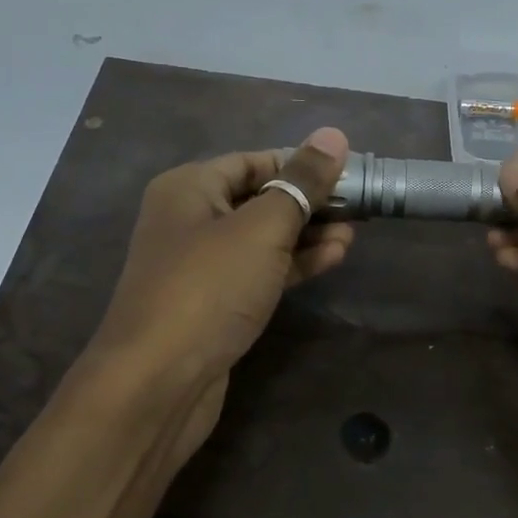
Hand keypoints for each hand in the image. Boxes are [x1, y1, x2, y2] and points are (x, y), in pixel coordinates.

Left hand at [84, 128, 353, 449]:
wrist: (159, 382)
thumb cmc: (209, 289)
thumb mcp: (262, 228)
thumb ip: (301, 183)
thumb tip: (334, 135)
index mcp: (189, 188)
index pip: (254, 160)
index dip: (301, 164)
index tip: (349, 173)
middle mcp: (190, 220)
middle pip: (259, 198)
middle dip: (309, 201)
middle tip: (359, 207)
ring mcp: (202, 266)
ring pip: (263, 238)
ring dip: (307, 234)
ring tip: (353, 233)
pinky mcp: (216, 304)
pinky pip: (260, 271)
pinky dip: (294, 264)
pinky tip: (332, 258)